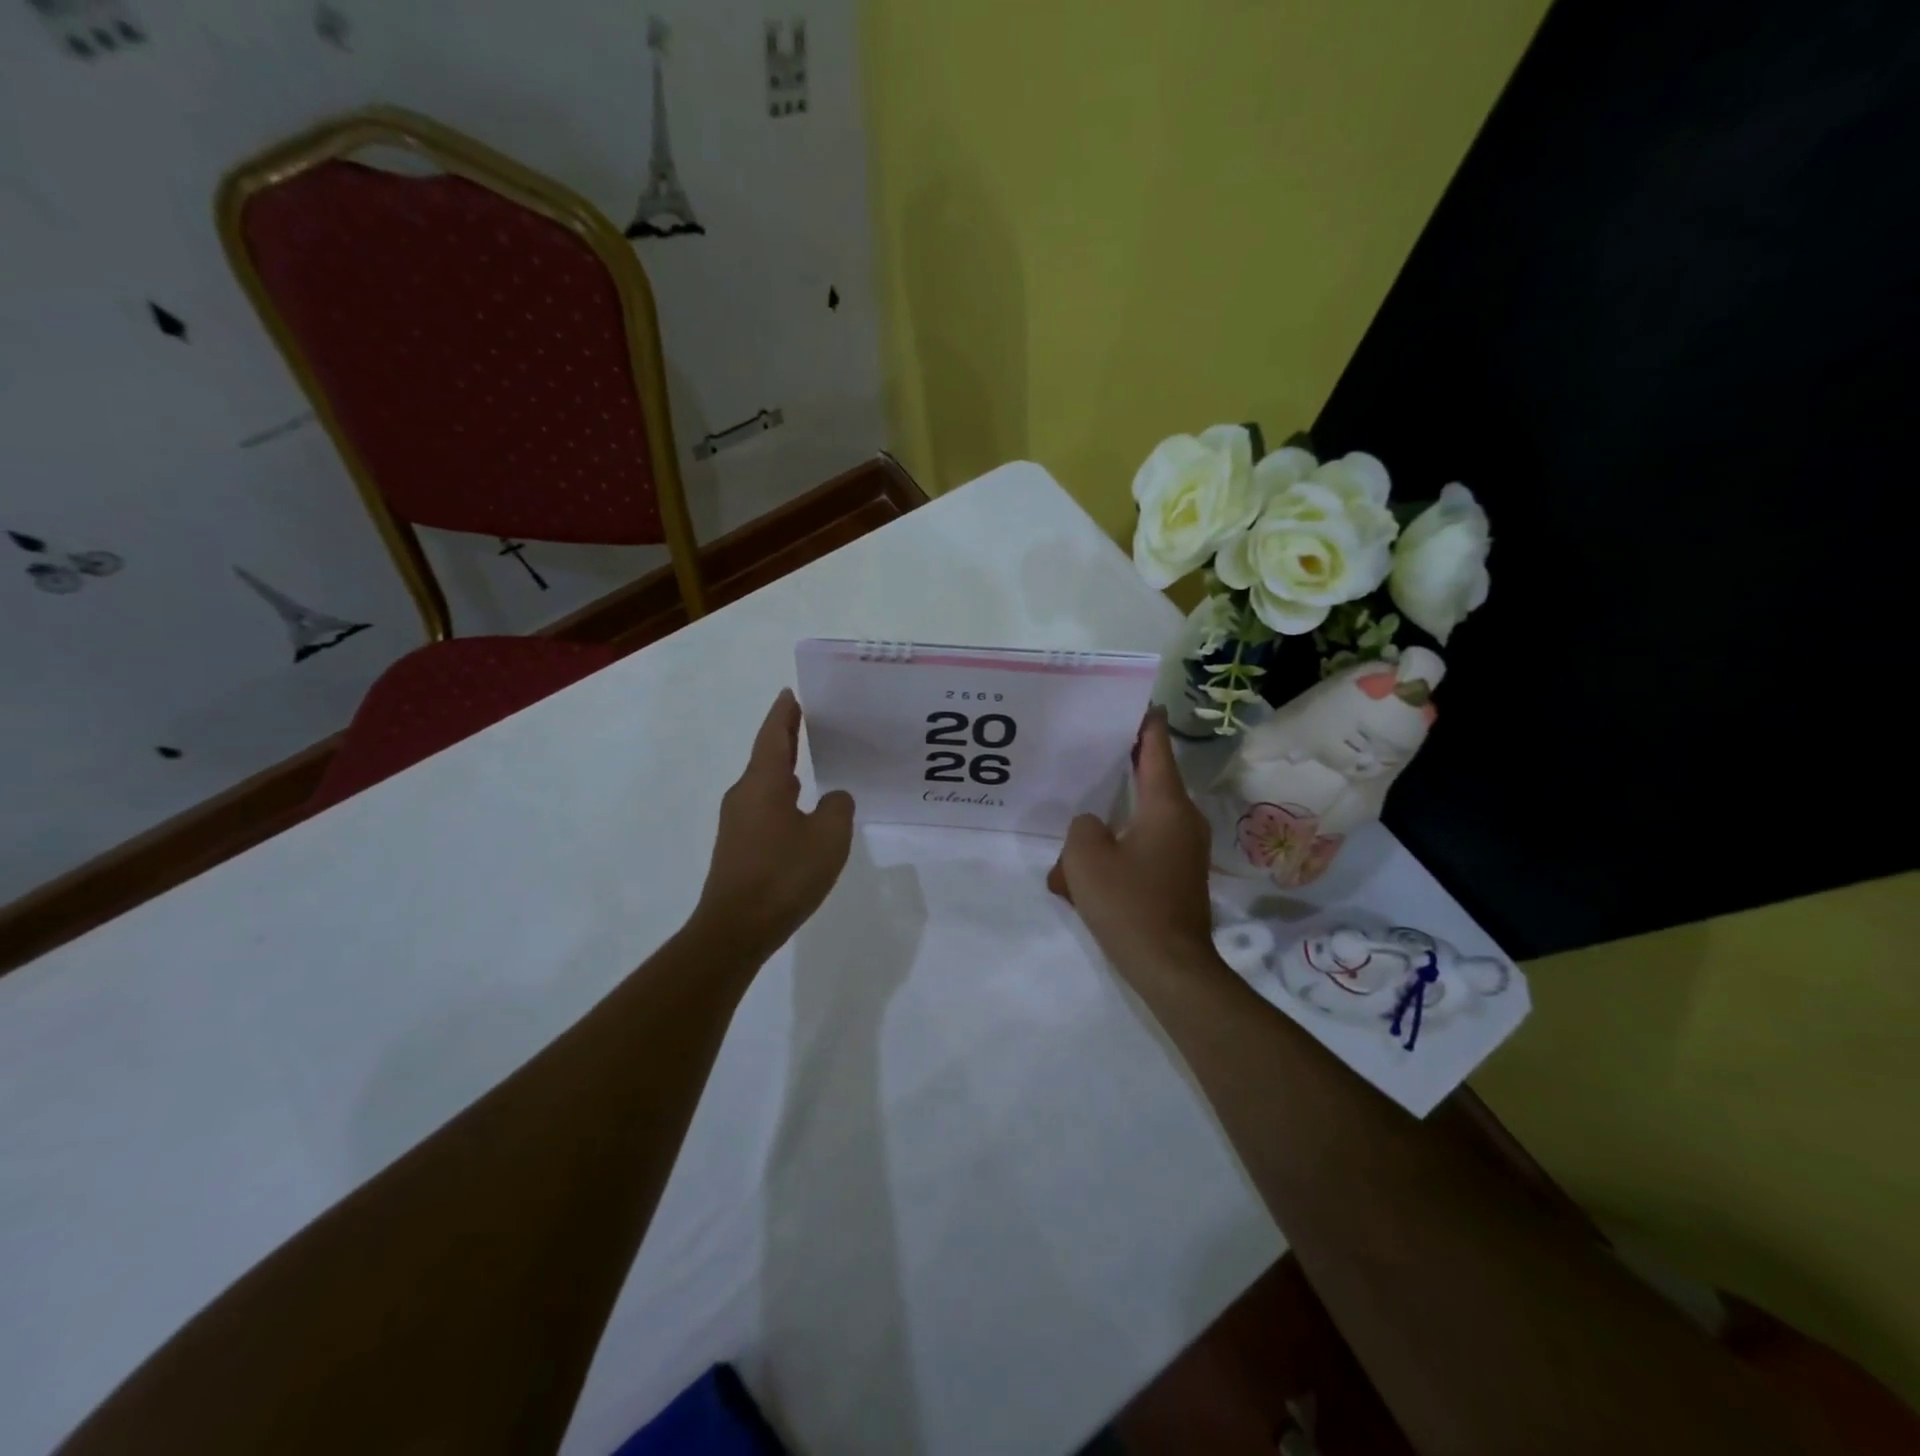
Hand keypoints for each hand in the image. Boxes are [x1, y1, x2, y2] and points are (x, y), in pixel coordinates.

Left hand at [693, 689, 854, 957]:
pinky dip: (783, 796)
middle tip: (810, 720)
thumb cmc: (783, 875)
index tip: (791, 693)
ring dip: (786, 768)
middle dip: (787, 737)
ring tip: (813, 761)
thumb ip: (838, 808)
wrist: (736, 928)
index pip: (774, 735)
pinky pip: (764, 808)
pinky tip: (802, 810)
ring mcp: (737, 821)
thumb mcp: (828, 838)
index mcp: (764, 783)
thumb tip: (834, 798)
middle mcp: (745, 794)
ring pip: (766, 784)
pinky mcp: (738, 845)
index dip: (784, 713)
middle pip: (767, 755)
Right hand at [1047, 708, 1222, 985]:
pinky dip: (1116, 854)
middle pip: (1149, 781)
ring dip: (1108, 826)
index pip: (1156, 748)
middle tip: (1089, 757)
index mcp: (1166, 805)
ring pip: (1139, 821)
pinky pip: (1142, 849)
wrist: (1171, 967)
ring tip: (1073, 838)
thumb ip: (1082, 827)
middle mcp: (1182, 820)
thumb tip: (1094, 826)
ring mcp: (1184, 850)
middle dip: (1118, 772)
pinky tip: (1083, 877)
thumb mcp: (1086, 857)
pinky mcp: (1178, 876)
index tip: (1139, 702)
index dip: (1146, 723)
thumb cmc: (1129, 903)